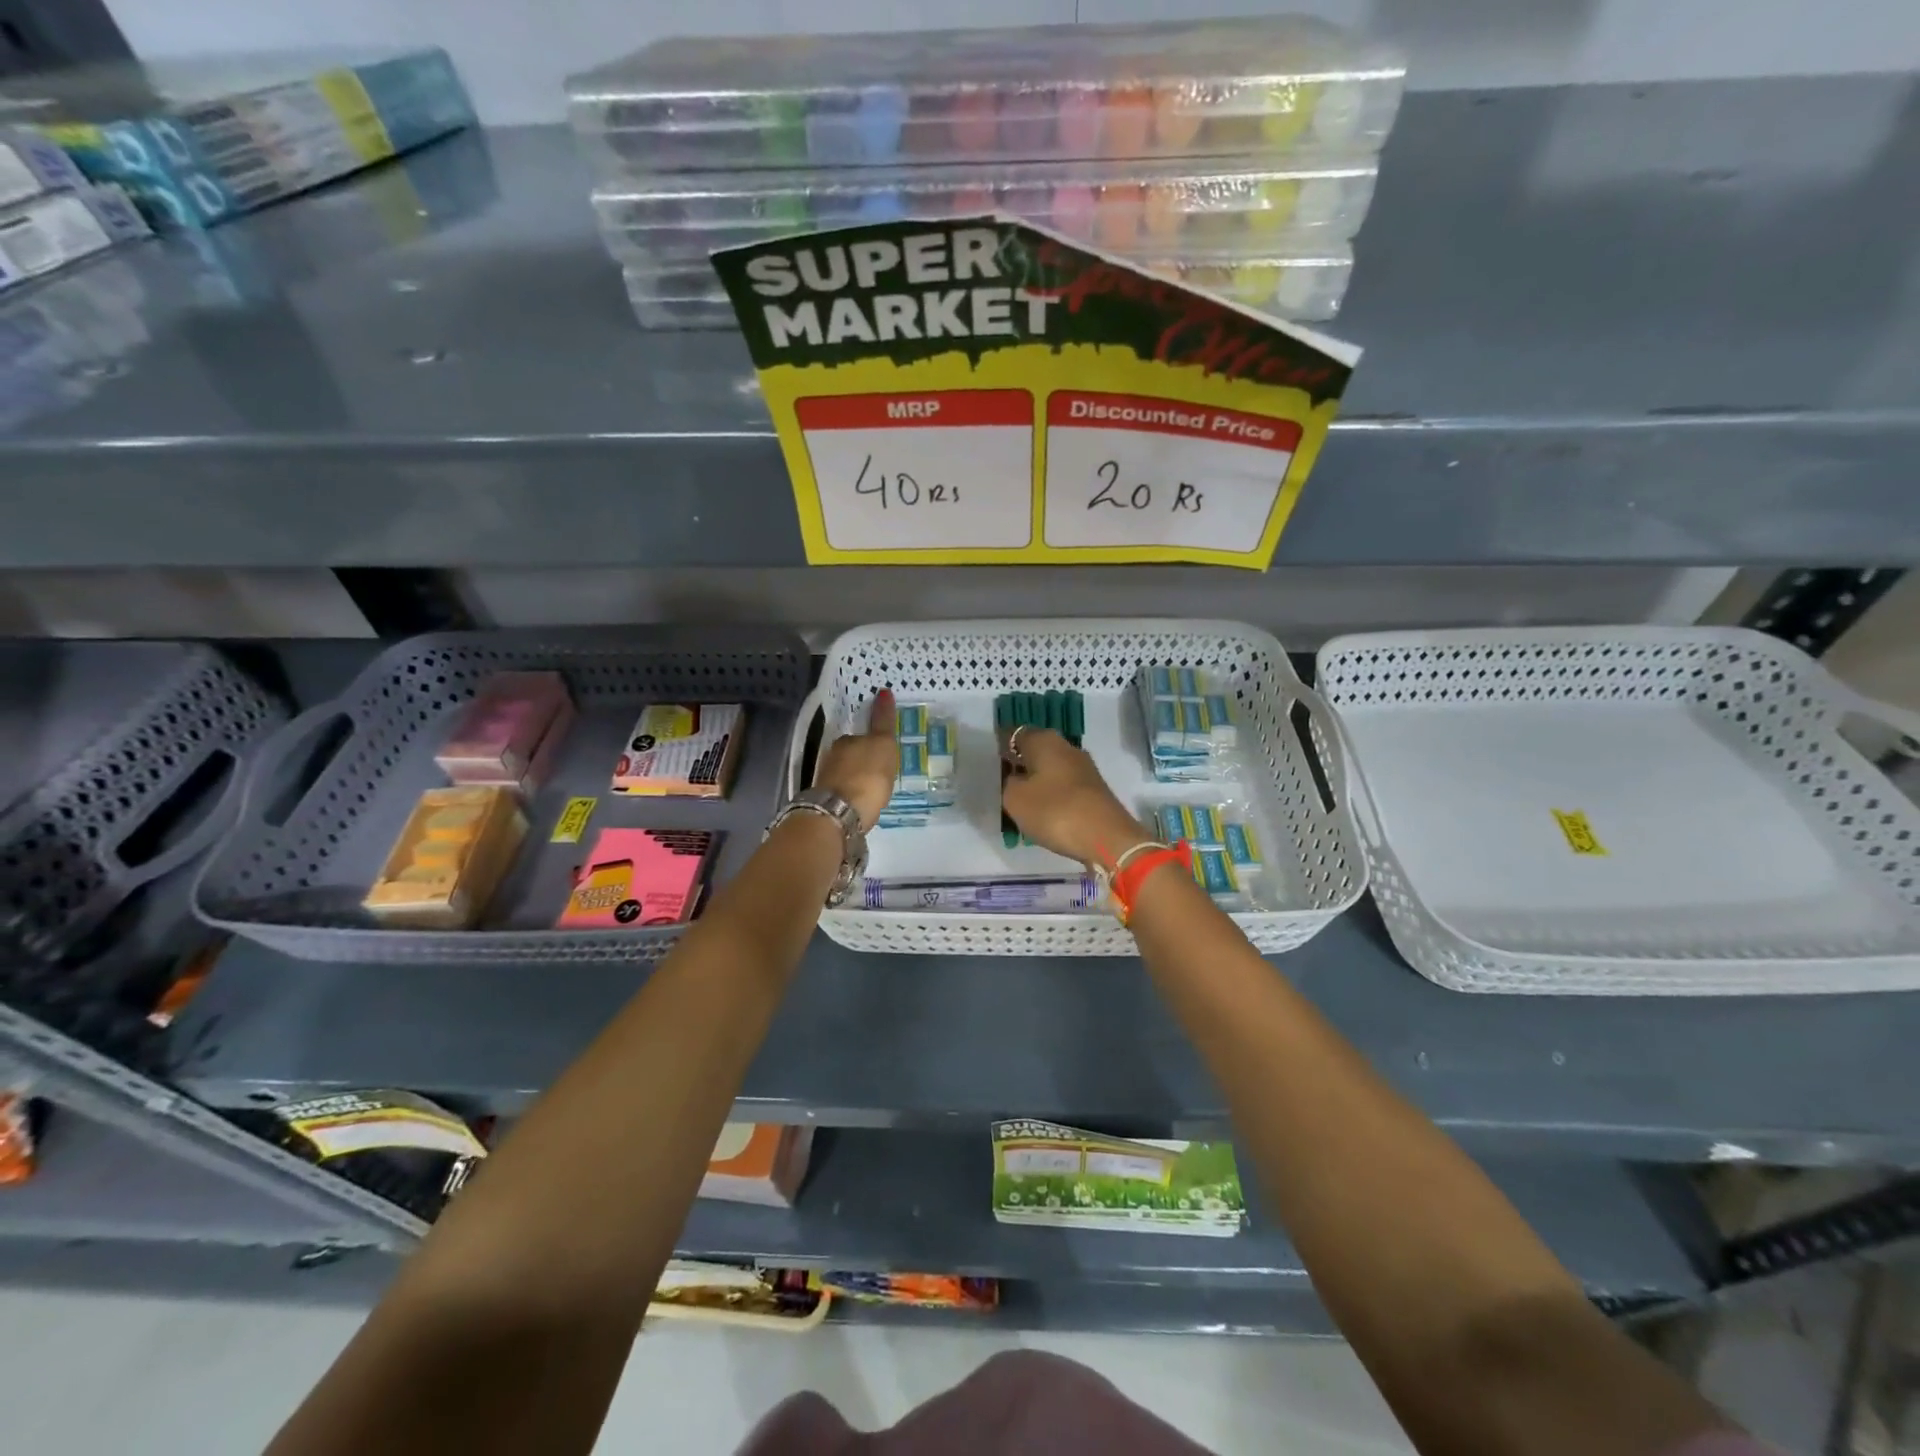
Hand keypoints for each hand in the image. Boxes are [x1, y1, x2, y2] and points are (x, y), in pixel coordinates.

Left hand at [812, 689, 898, 831]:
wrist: (839, 813)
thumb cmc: (866, 776)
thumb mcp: (883, 745)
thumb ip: (883, 721)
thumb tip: (883, 691)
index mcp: (845, 741)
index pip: (861, 736)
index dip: (874, 742)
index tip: (884, 754)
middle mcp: (832, 757)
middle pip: (852, 755)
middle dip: (864, 761)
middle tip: (882, 771)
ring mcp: (827, 780)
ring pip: (846, 774)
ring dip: (858, 778)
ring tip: (875, 789)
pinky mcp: (826, 802)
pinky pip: (845, 792)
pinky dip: (853, 794)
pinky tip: (863, 803)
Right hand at [1000, 727, 1145, 867]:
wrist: (1107, 838)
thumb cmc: (1055, 811)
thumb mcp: (1015, 799)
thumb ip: (1007, 783)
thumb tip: (1014, 777)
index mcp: (1044, 740)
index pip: (1013, 734)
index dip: (998, 748)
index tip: (986, 765)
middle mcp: (1065, 746)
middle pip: (1033, 751)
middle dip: (1017, 766)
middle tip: (999, 787)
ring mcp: (1083, 768)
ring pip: (1049, 770)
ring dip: (1034, 783)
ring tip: (1017, 804)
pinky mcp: (1093, 789)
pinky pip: (1062, 787)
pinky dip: (1050, 796)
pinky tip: (1041, 813)